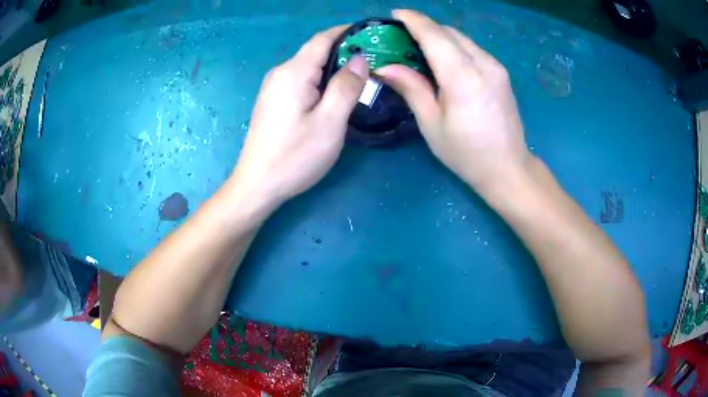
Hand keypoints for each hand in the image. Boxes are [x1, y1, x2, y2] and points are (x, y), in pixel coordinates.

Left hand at [232, 26, 368, 204]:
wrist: (257, 185)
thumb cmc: (295, 156)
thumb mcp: (329, 122)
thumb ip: (346, 86)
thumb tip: (359, 58)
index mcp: (294, 72)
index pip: (323, 38)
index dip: (346, 32)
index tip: (371, 34)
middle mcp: (280, 73)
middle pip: (315, 51)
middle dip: (344, 51)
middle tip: (374, 61)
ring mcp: (273, 87)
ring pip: (308, 67)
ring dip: (333, 67)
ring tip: (360, 76)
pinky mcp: (272, 101)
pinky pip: (300, 80)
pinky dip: (320, 80)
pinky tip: (333, 93)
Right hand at [378, 10, 532, 193]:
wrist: (508, 167)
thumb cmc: (466, 153)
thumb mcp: (432, 123)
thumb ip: (411, 88)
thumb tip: (385, 66)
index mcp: (463, 77)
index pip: (435, 35)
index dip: (413, 20)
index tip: (395, 14)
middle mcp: (483, 64)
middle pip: (449, 32)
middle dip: (424, 27)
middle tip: (402, 35)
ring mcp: (496, 67)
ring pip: (462, 39)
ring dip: (440, 36)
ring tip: (420, 47)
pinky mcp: (501, 73)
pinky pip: (473, 49)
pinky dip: (454, 47)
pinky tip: (444, 60)